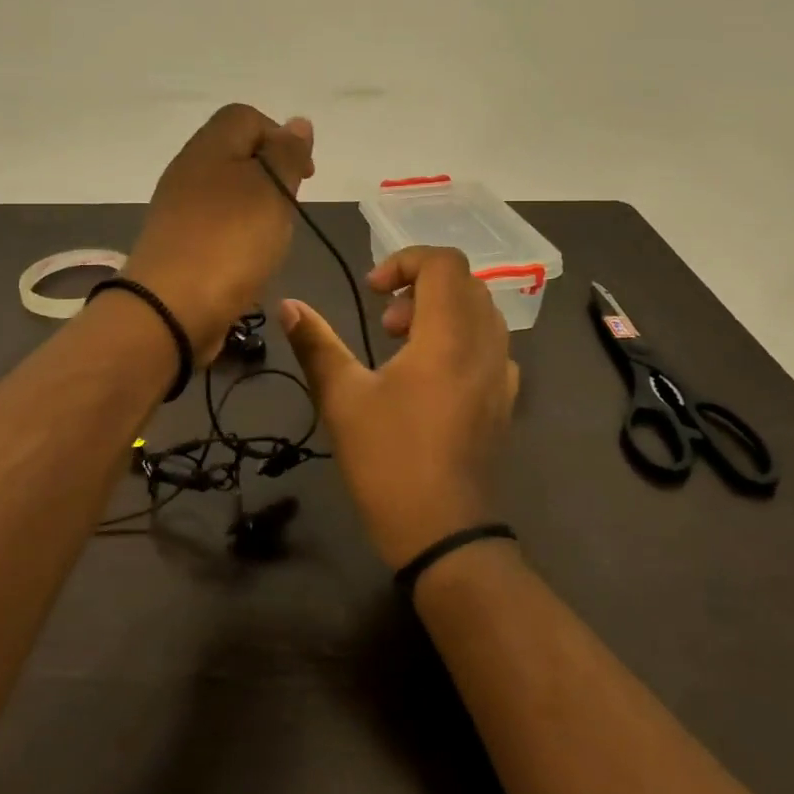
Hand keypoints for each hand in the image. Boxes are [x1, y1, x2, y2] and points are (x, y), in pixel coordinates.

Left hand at [122, 104, 314, 363]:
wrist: (170, 308)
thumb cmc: (230, 240)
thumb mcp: (272, 189)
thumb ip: (287, 154)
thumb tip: (297, 123)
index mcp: (209, 146)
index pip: (246, 116)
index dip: (280, 137)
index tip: (303, 175)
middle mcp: (188, 169)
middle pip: (235, 153)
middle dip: (270, 175)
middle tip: (288, 208)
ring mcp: (177, 208)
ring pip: (226, 191)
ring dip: (255, 208)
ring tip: (271, 237)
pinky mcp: (176, 242)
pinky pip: (214, 224)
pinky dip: (236, 234)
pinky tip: (247, 258)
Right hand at [280, 246, 519, 566]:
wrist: (443, 533)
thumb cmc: (388, 461)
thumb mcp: (341, 399)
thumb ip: (316, 344)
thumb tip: (288, 305)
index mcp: (448, 337)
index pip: (445, 263)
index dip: (406, 260)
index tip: (373, 290)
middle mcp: (484, 346)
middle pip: (465, 282)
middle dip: (421, 286)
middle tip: (386, 322)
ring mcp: (502, 374)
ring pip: (482, 312)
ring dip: (442, 310)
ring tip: (404, 345)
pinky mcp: (505, 400)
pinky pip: (491, 345)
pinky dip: (461, 337)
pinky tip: (431, 376)